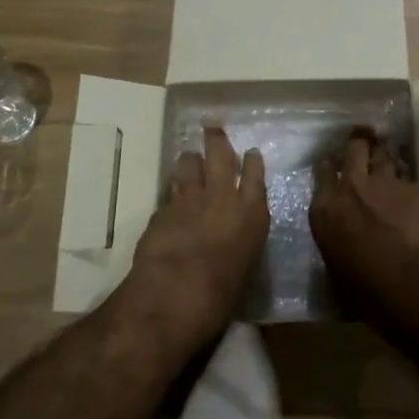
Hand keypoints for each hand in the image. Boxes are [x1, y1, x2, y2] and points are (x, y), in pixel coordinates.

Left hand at [122, 125, 267, 345]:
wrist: (176, 293)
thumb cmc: (222, 294)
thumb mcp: (244, 268)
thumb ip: (240, 246)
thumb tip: (233, 244)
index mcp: (252, 214)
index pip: (255, 176)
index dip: (252, 162)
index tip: (251, 151)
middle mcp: (223, 197)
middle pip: (220, 155)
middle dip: (216, 139)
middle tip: (211, 125)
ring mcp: (190, 199)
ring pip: (189, 164)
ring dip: (189, 160)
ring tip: (188, 157)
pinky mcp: (163, 208)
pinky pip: (169, 192)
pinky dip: (171, 192)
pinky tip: (169, 198)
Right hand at [309, 132, 418, 309]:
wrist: (413, 284)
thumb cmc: (367, 289)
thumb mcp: (336, 265)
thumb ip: (335, 237)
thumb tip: (341, 234)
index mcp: (325, 208)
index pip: (321, 171)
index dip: (328, 165)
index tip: (332, 163)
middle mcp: (351, 186)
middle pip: (354, 147)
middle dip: (358, 141)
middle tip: (363, 138)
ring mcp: (385, 183)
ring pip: (383, 154)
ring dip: (383, 155)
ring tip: (386, 154)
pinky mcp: (414, 187)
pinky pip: (407, 179)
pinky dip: (406, 185)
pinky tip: (412, 196)